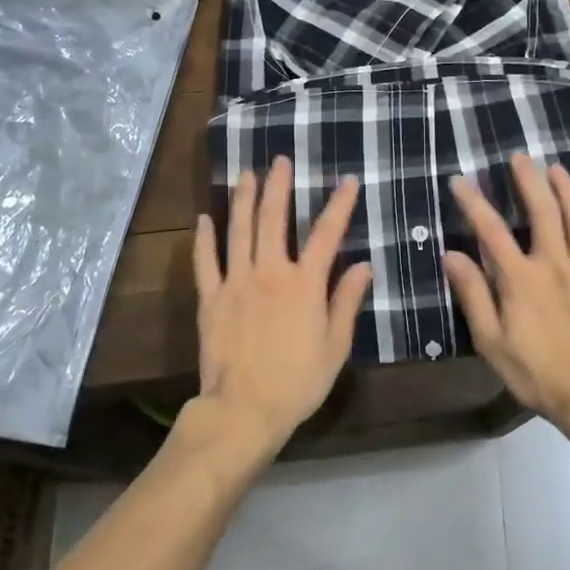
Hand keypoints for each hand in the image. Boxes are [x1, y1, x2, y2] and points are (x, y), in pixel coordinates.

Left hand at [192, 157, 373, 451]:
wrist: (244, 408)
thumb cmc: (297, 382)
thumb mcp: (335, 347)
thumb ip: (346, 302)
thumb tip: (364, 265)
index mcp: (304, 284)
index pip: (326, 235)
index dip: (339, 205)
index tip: (348, 180)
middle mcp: (270, 272)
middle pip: (274, 220)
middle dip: (278, 187)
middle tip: (279, 160)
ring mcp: (236, 282)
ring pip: (239, 230)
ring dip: (244, 199)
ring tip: (246, 174)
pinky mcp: (211, 298)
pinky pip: (205, 261)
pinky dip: (204, 238)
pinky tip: (204, 218)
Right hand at [444, 155, 569, 435]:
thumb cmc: (537, 372)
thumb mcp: (492, 341)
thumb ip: (473, 295)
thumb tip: (452, 255)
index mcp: (521, 279)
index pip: (491, 230)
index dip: (473, 202)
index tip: (460, 181)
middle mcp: (555, 264)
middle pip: (543, 209)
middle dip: (529, 179)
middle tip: (519, 157)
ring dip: (566, 189)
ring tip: (555, 169)